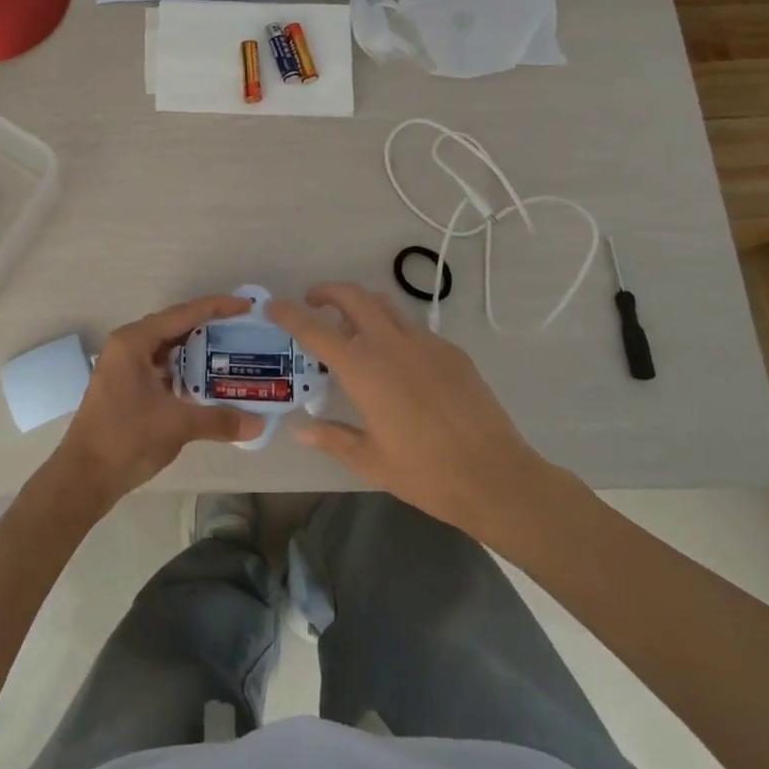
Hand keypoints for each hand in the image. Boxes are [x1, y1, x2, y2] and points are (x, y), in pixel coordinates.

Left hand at [50, 294, 265, 508]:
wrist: (84, 477)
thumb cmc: (126, 439)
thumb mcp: (176, 425)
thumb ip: (219, 420)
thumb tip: (258, 424)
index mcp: (134, 341)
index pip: (182, 314)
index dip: (216, 307)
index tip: (246, 306)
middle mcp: (127, 346)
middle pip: (175, 327)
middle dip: (209, 327)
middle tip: (243, 329)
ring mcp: (125, 366)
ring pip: (168, 348)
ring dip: (197, 351)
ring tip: (232, 353)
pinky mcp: (126, 385)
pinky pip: (162, 367)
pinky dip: (185, 370)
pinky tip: (208, 381)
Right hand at [268, 282, 562, 544]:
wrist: (495, 477)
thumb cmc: (425, 473)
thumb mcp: (370, 460)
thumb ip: (332, 438)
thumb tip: (302, 428)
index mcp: (364, 369)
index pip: (316, 329)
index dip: (290, 313)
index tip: (273, 305)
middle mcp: (391, 344)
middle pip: (352, 296)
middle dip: (327, 292)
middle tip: (314, 305)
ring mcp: (425, 343)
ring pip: (384, 304)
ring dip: (360, 305)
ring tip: (352, 329)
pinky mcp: (451, 351)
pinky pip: (412, 327)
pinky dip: (392, 329)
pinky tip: (395, 361)